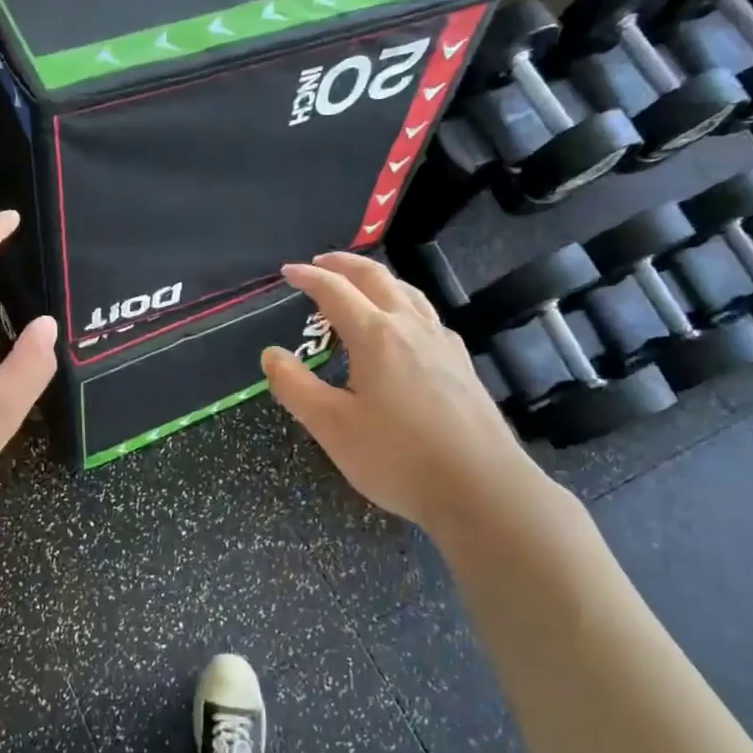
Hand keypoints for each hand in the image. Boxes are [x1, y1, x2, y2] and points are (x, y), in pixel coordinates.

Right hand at [261, 252, 556, 535]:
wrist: (482, 489)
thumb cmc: (397, 457)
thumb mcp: (331, 426)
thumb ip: (294, 386)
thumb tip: (271, 354)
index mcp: (376, 335)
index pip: (335, 291)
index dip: (308, 277)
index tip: (287, 272)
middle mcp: (411, 327)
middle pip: (376, 278)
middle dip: (344, 264)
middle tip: (319, 263)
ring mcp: (442, 343)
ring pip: (407, 291)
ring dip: (376, 279)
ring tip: (358, 286)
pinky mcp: (461, 363)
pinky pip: (426, 314)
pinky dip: (402, 302)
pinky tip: (403, 326)